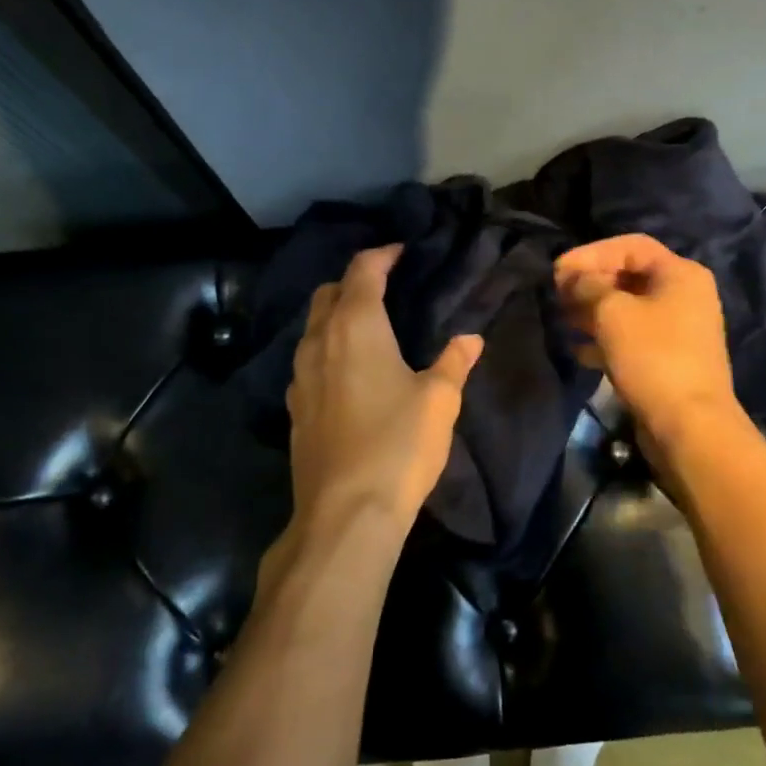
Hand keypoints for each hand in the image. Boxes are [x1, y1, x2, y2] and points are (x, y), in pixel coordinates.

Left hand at [285, 246, 483, 547]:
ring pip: (313, 327)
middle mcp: (319, 341)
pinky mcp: (295, 408)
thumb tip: (470, 338)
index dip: (382, 255)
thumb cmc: (398, 444)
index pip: (362, 271)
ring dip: (336, 316)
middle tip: (385, 288)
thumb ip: (454, 362)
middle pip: (328, 293)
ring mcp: (300, 376)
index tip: (401, 252)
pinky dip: (327, 349)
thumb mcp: (439, 400)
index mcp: (355, 326)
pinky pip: (308, 360)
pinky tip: (349, 372)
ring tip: (369, 327)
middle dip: (354, 282)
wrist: (345, 512)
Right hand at [555, 234, 738, 445]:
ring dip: (593, 311)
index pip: (630, 246)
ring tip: (562, 319)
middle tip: (557, 295)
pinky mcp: (669, 359)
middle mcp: (685, 295)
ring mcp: (679, 330)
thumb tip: (576, 279)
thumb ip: (588, 286)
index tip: (558, 271)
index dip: (590, 253)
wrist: (689, 425)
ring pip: (628, 309)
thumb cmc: (652, 357)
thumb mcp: (612, 312)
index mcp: (680, 274)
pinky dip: (605, 338)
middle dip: (590, 282)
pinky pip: (632, 338)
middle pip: (629, 276)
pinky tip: (578, 349)